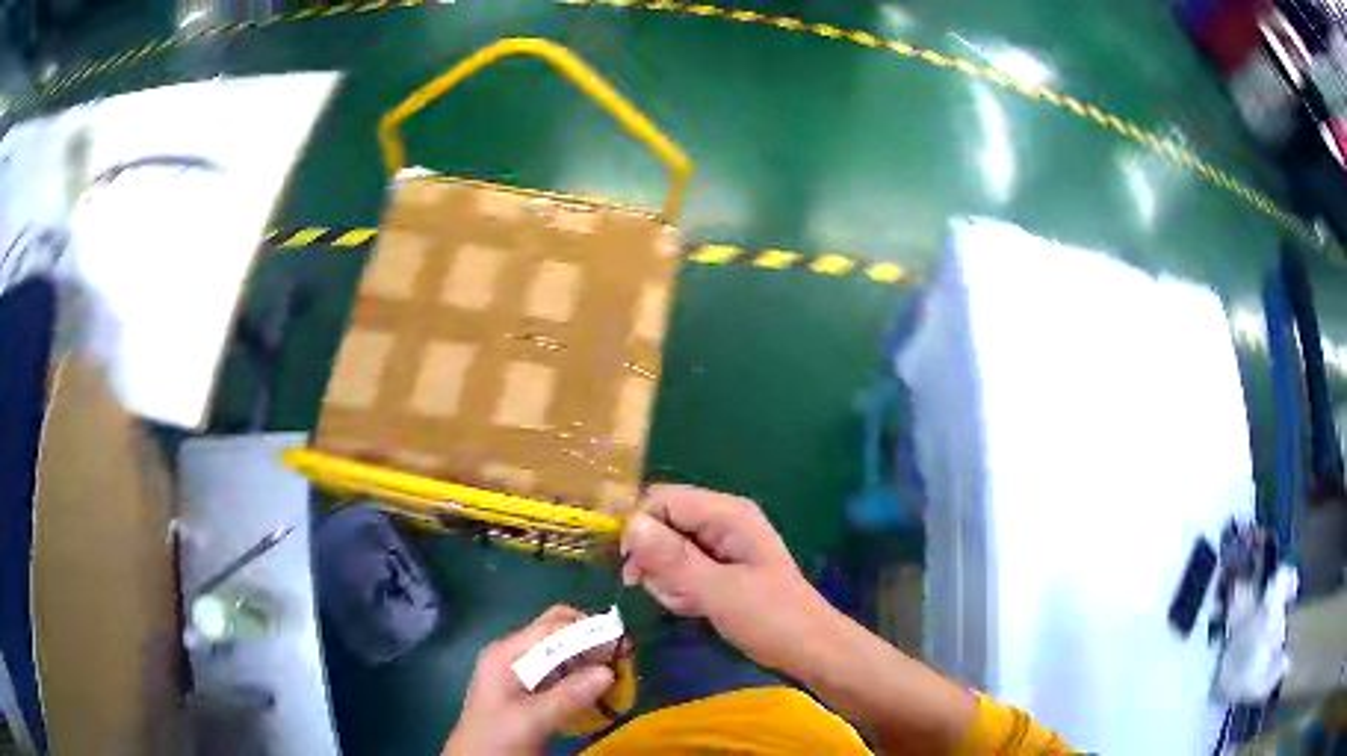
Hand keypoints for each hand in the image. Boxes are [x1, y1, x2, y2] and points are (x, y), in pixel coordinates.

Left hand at [443, 605, 614, 754]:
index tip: (622, 644)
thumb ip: (568, 696)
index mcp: (506, 654)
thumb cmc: (497, 740)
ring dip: (588, 659)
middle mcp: (512, 655)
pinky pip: (559, 672)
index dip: (588, 631)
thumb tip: (609, 672)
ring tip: (617, 674)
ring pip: (560, 651)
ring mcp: (519, 671)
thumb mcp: (532, 721)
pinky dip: (580, 675)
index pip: (552, 628)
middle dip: (589, 640)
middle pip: (556, 632)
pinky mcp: (528, 689)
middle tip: (622, 658)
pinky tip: (598, 690)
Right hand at [620, 484, 832, 673]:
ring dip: (667, 580)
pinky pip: (681, 568)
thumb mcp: (718, 591)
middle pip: (661, 524)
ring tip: (691, 604)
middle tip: (674, 593)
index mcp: (727, 514)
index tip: (634, 573)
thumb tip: (630, 525)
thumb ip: (673, 559)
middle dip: (656, 562)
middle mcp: (722, 520)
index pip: (660, 500)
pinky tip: (695, 607)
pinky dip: (680, 589)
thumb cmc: (770, 619)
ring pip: (667, 550)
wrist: (809, 649)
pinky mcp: (720, 566)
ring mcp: (722, 543)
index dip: (640, 531)